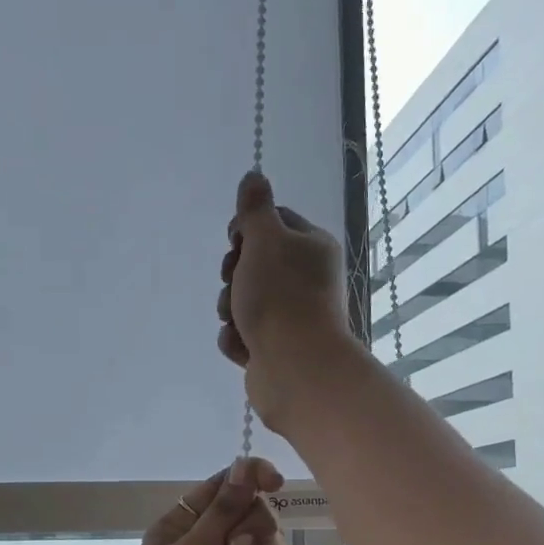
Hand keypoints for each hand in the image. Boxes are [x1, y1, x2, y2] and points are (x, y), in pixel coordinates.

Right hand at [216, 171, 353, 429]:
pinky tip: (242, 346)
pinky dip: (237, 339)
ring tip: (239, 321)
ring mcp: (292, 317)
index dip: (247, 229)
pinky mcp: (276, 349)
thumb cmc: (281, 297)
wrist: (295, 367)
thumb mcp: (265, 239)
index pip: (275, 222)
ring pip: (244, 301)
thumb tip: (254, 176)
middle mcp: (307, 280)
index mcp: (312, 248)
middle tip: (235, 282)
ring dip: (231, 309)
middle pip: (255, 263)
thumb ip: (255, 208)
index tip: (234, 241)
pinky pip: (243, 335)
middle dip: (234, 274)